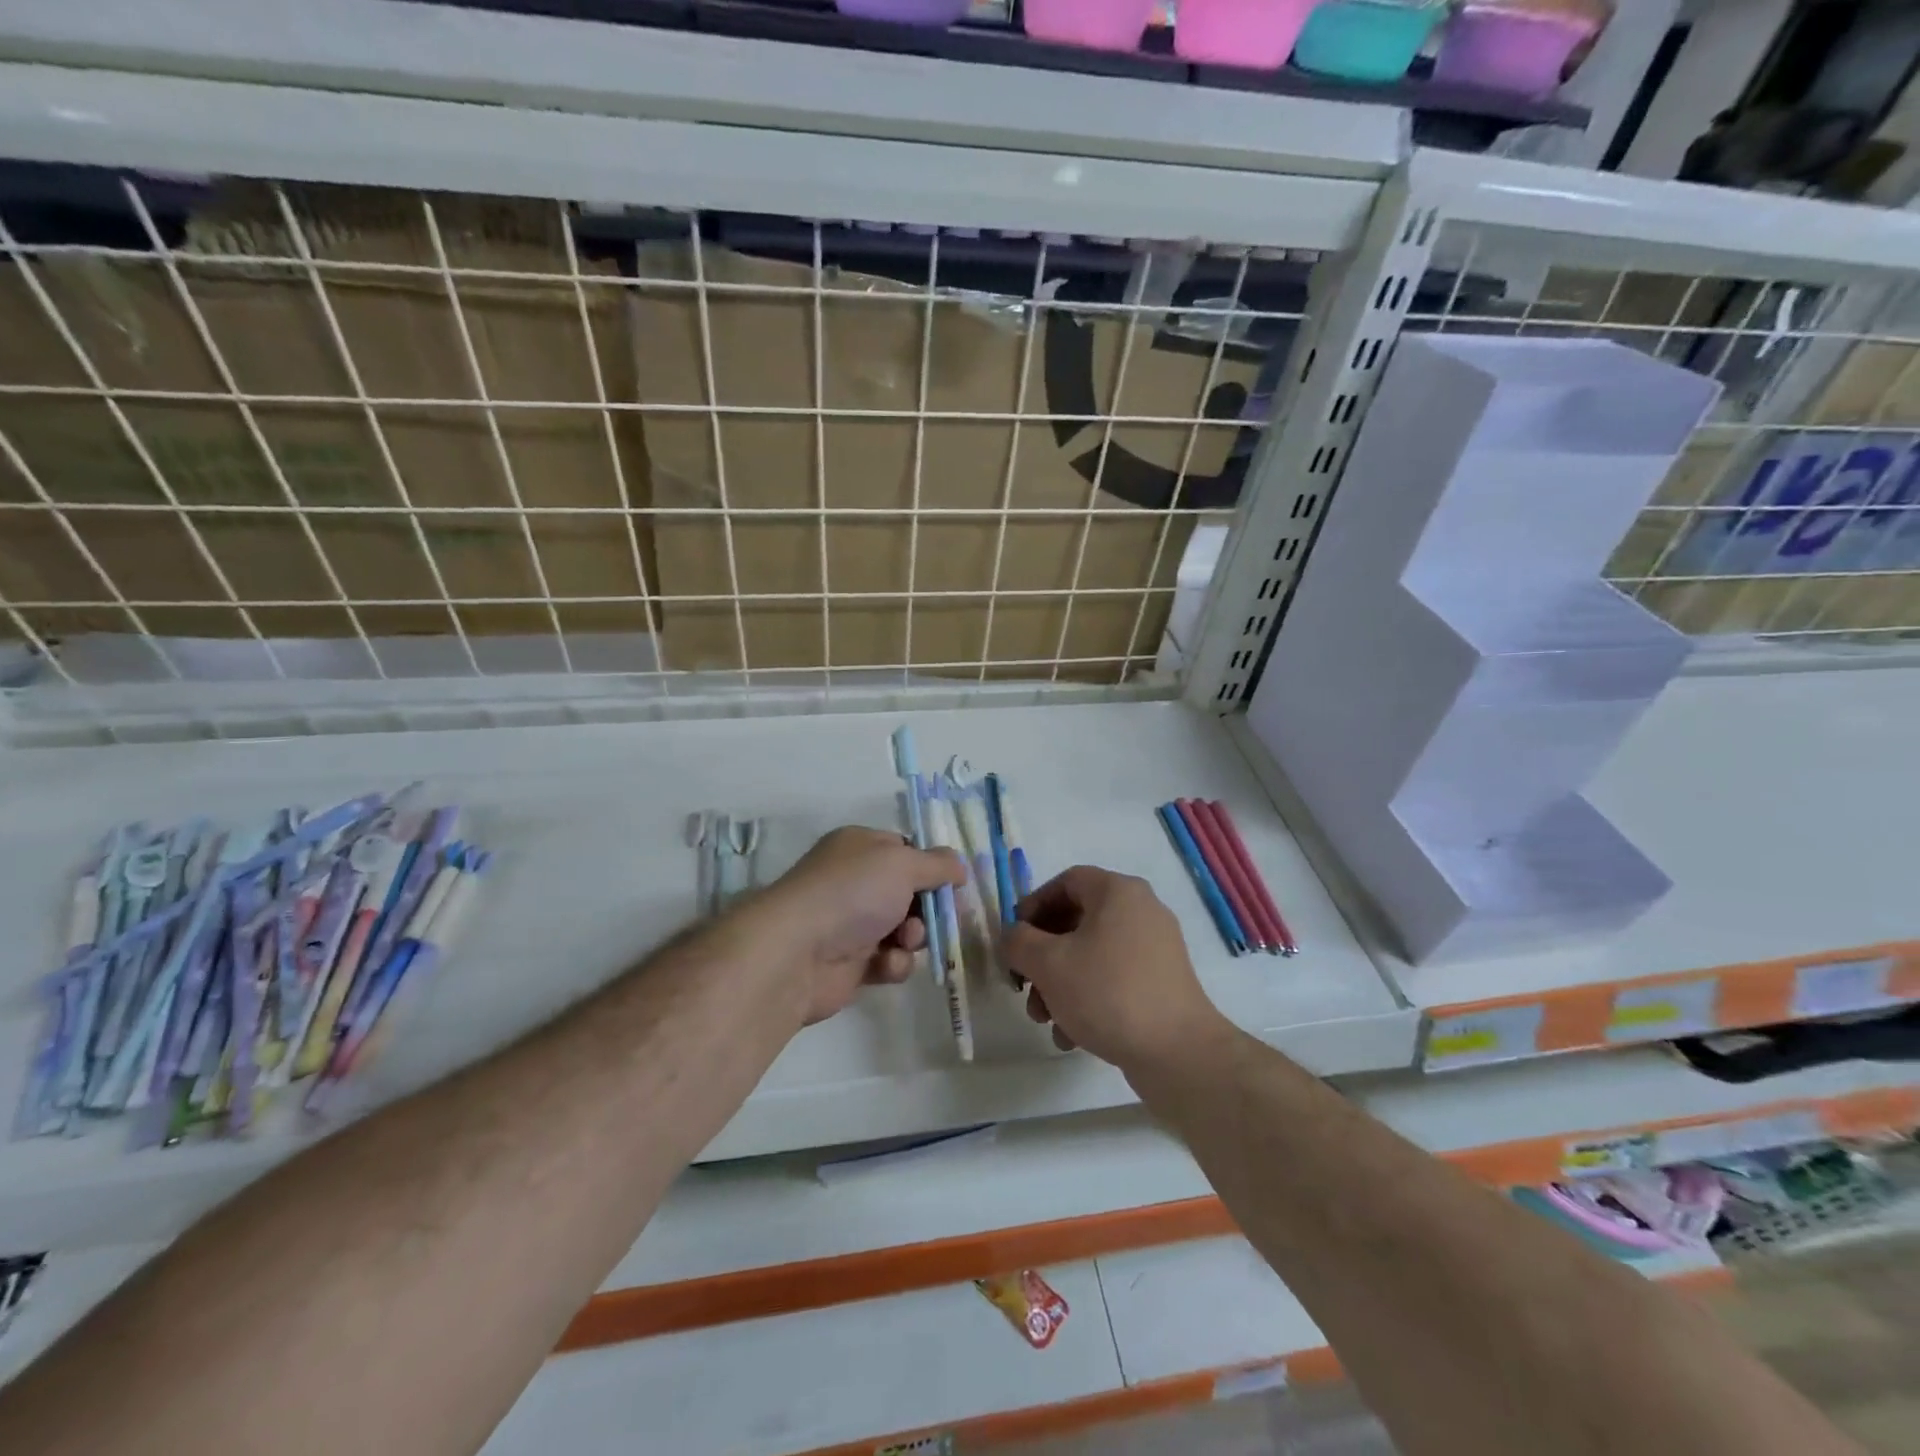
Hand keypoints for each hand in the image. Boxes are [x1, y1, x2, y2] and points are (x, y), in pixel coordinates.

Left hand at [748, 826, 965, 1025]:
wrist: (798, 952)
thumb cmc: (853, 893)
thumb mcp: (903, 864)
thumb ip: (938, 864)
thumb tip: (960, 866)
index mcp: (861, 847)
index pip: (906, 850)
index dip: (932, 867)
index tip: (955, 884)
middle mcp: (855, 881)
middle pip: (910, 893)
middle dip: (928, 908)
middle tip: (940, 918)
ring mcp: (852, 923)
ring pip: (904, 930)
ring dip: (914, 937)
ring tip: (905, 942)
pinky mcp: (852, 963)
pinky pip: (889, 961)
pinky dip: (894, 963)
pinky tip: (887, 964)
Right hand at [1003, 866, 1225, 1072]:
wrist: (1178, 1053)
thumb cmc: (1108, 993)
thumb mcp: (1048, 964)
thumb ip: (1018, 942)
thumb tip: (1013, 937)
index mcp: (1118, 892)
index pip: (1066, 881)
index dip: (1033, 905)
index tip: (1015, 938)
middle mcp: (1141, 911)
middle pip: (1076, 921)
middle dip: (1042, 957)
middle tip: (1024, 986)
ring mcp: (1156, 949)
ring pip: (1092, 955)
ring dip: (1060, 984)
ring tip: (1044, 1020)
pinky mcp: (1162, 983)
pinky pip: (1114, 979)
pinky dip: (1088, 1000)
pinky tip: (1071, 1036)